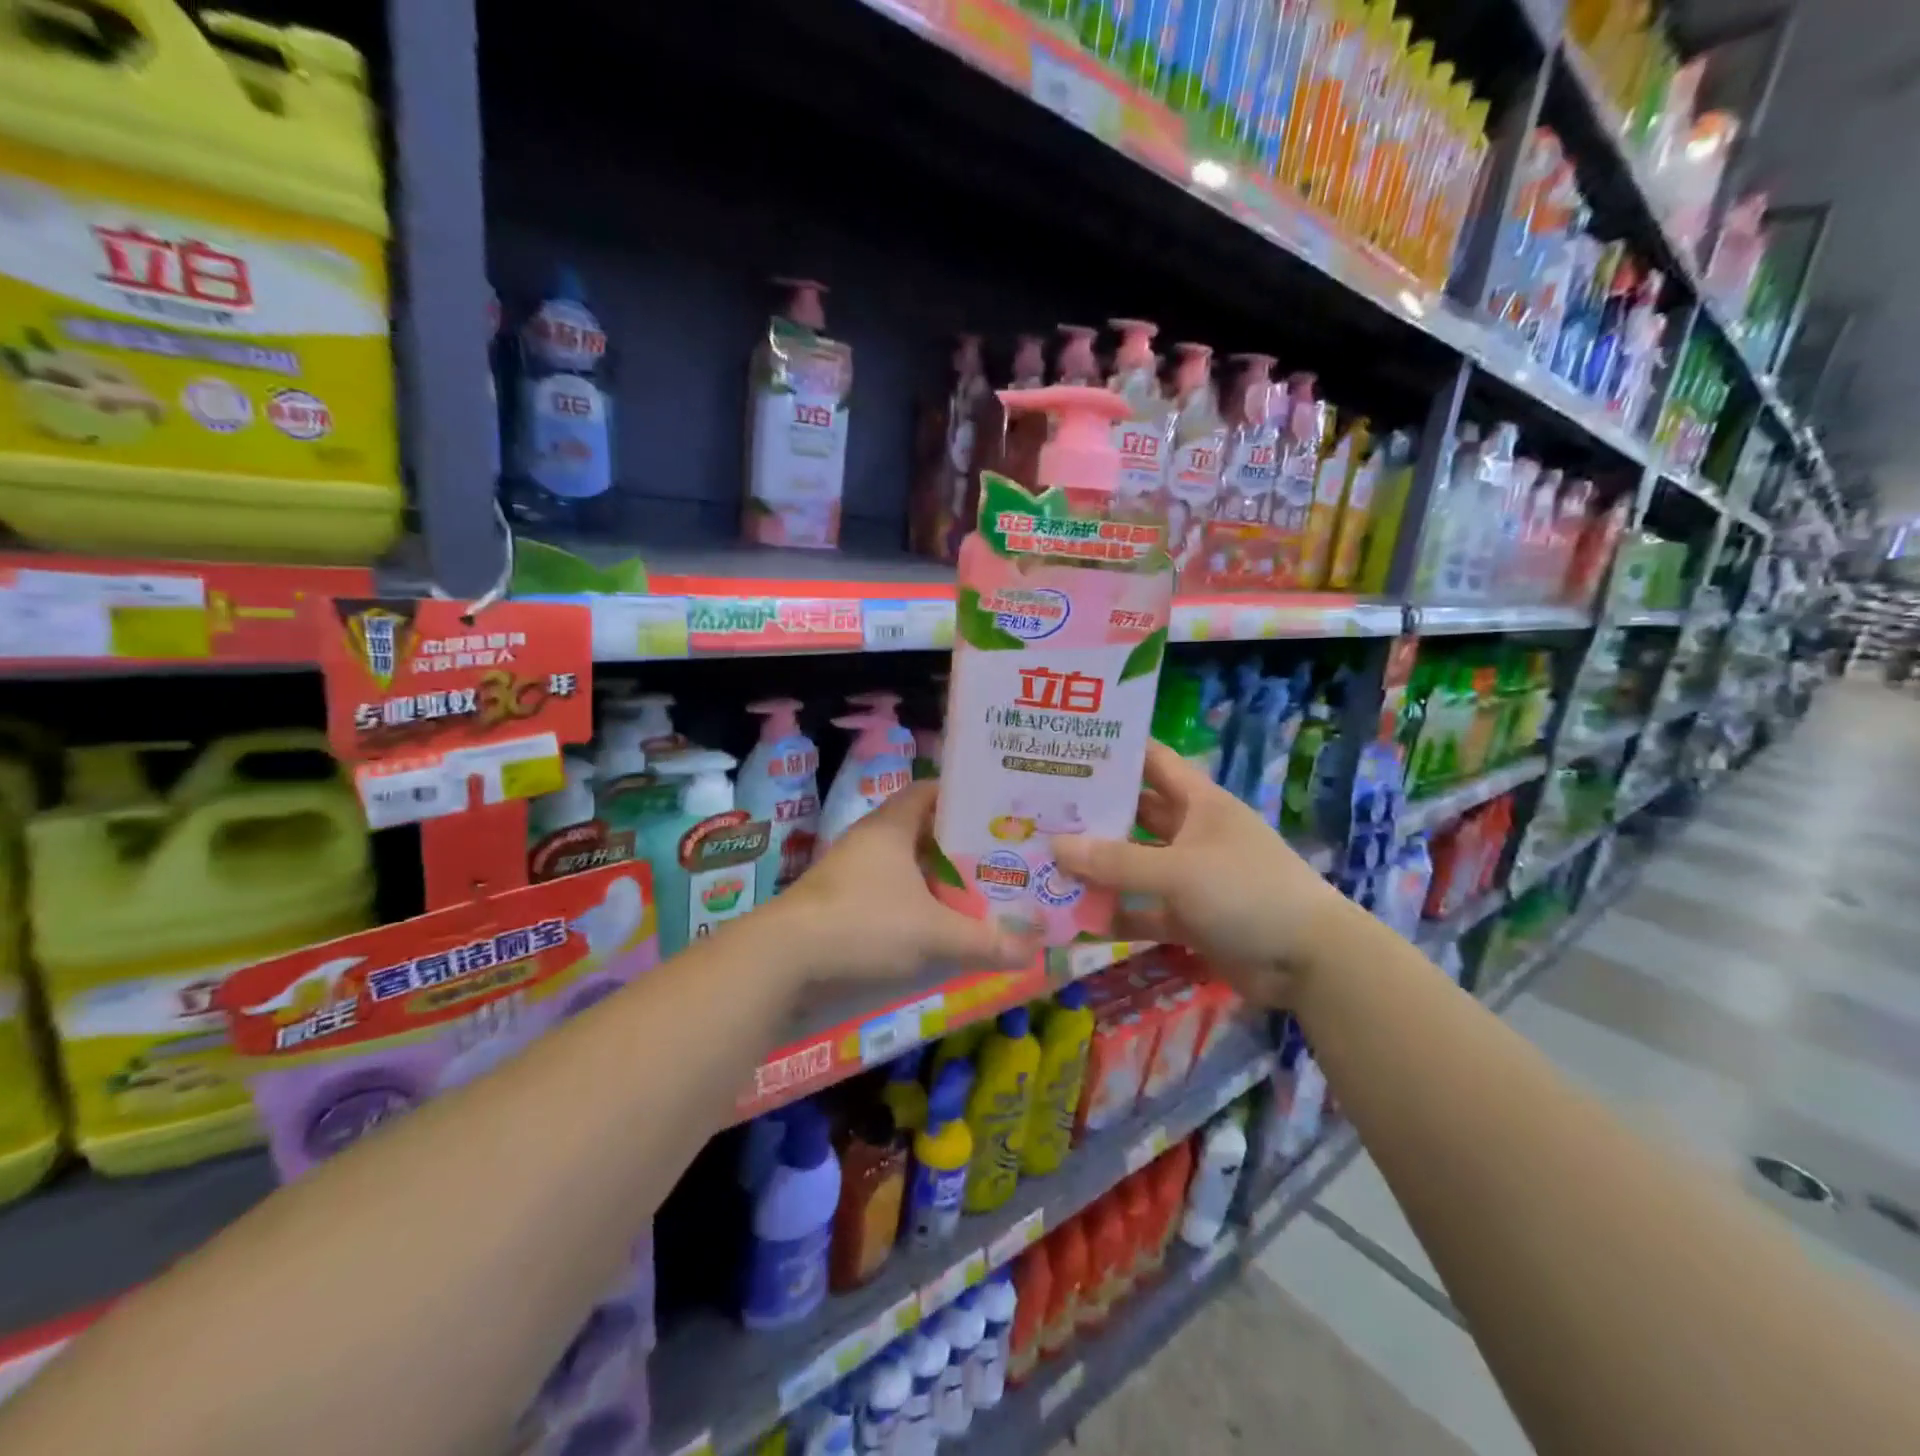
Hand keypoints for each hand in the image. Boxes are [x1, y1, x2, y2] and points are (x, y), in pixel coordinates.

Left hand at [777, 782, 1038, 983]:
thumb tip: (1032, 950)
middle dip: (957, 846)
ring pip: (903, 868)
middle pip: (920, 831)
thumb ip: (984, 941)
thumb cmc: (863, 925)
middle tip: (998, 860)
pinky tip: (934, 930)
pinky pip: (886, 896)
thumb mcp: (933, 934)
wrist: (782, 961)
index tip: (995, 811)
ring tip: (975, 896)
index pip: (928, 791)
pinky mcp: (837, 906)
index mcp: (890, 827)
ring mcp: (849, 874)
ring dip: (934, 881)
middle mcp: (868, 842)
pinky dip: (912, 907)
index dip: (961, 797)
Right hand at [1051, 741, 1351, 1005]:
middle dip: (1093, 813)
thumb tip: (1054, 846)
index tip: (1068, 746)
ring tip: (1044, 861)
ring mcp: (1190, 876)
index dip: (1116, 752)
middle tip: (1039, 809)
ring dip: (1098, 867)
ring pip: (1134, 864)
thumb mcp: (1178, 870)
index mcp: (1199, 802)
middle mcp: (1192, 832)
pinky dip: (1116, 914)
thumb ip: (1116, 861)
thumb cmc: (1246, 892)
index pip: (1153, 761)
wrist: (1309, 962)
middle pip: (1135, 814)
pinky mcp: (1189, 917)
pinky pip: (1143, 910)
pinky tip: (1077, 918)